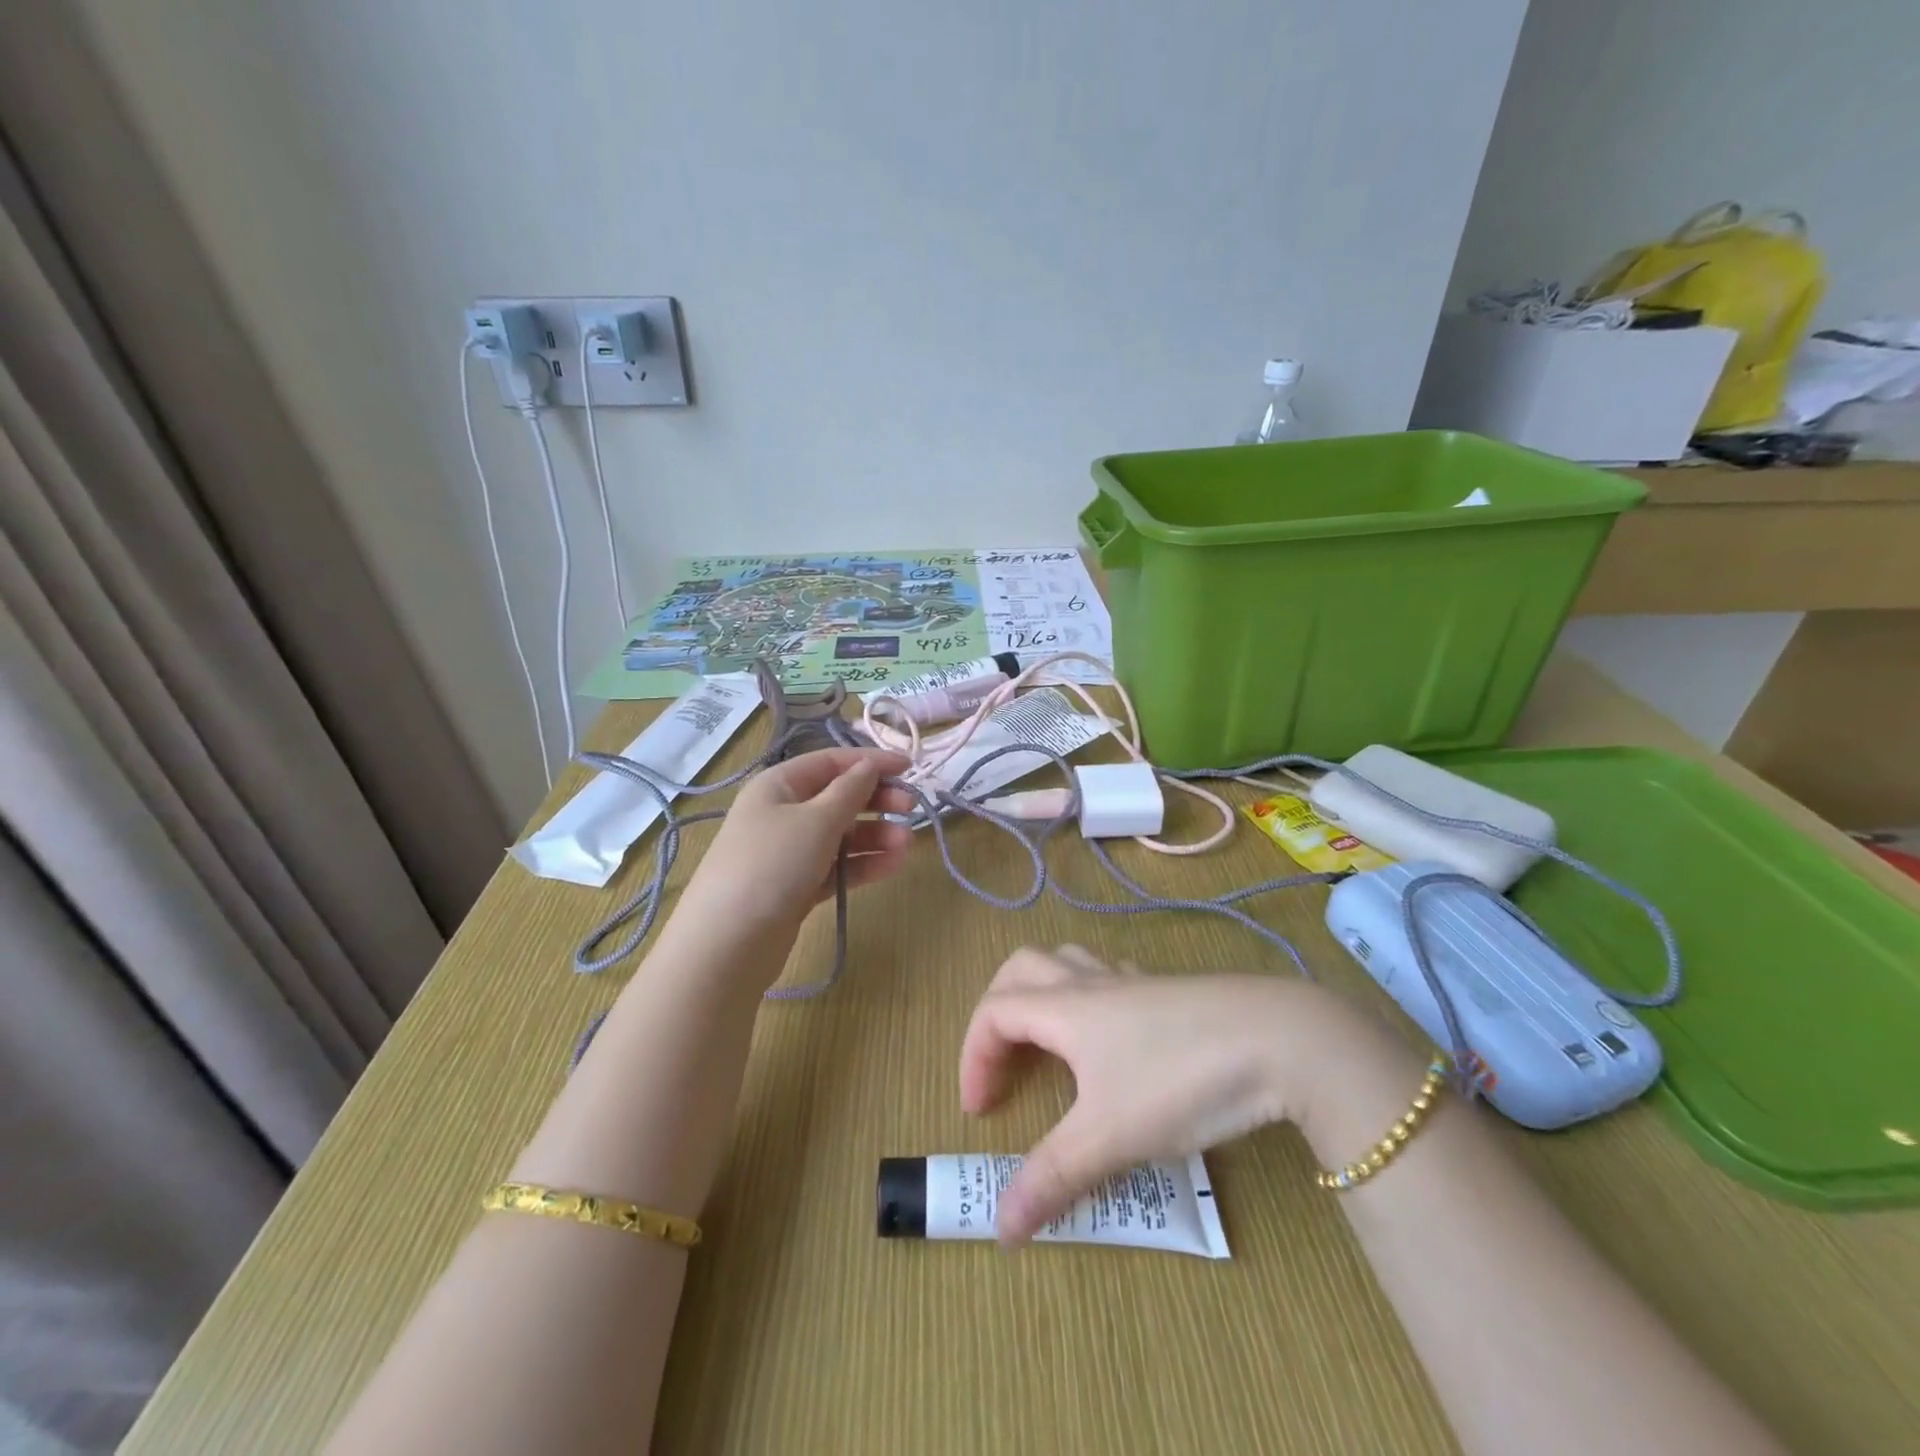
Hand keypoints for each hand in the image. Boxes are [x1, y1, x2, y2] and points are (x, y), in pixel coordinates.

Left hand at [679, 748, 913, 937]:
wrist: (727, 944)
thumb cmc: (772, 865)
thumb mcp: (816, 820)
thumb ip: (850, 791)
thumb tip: (870, 766)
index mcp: (778, 785)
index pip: (831, 762)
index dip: (870, 761)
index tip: (910, 767)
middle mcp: (782, 813)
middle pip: (838, 797)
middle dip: (876, 800)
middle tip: (911, 807)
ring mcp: (789, 852)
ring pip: (841, 835)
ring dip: (875, 836)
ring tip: (907, 845)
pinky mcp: (797, 887)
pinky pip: (837, 866)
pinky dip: (864, 864)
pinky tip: (893, 865)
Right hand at [958, 946, 1393, 1242]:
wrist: (1279, 1040)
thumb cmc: (1180, 1081)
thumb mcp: (1110, 1137)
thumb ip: (1053, 1178)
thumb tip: (1000, 1229)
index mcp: (1065, 1007)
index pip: (994, 1013)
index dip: (973, 1057)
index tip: (981, 1113)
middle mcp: (1091, 983)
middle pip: (1021, 970)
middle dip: (998, 1012)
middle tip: (1003, 1064)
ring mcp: (1133, 981)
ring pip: (1068, 963)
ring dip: (1043, 997)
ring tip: (1050, 1047)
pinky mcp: (1169, 991)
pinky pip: (1111, 978)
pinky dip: (1090, 1000)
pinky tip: (1112, 1039)